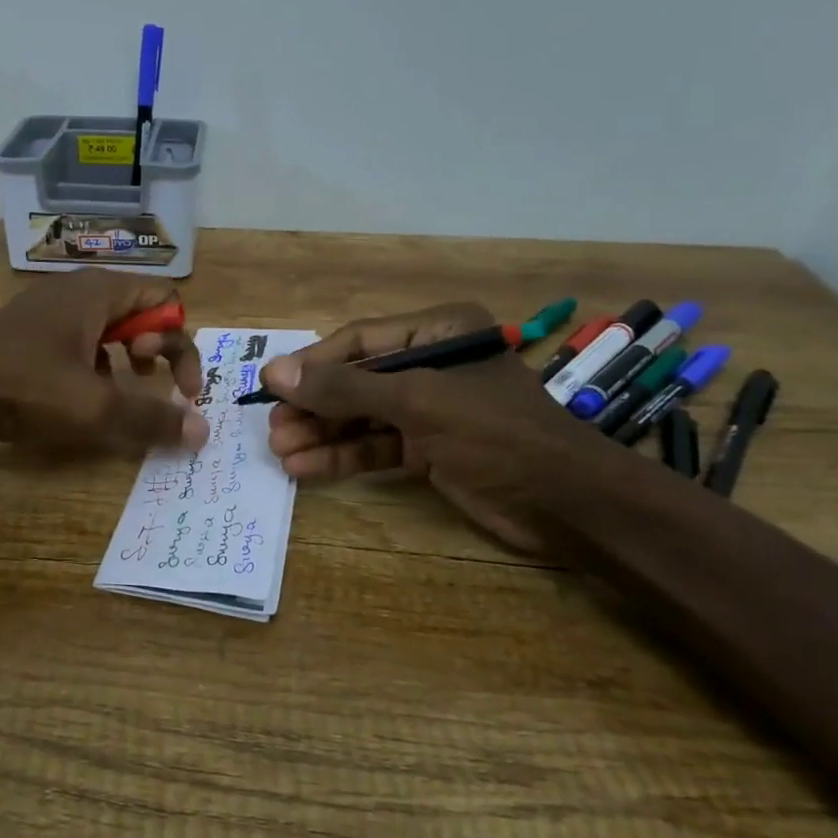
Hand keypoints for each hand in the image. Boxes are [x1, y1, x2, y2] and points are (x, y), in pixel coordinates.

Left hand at [0, 271, 208, 454]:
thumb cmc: (25, 387)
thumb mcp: (95, 408)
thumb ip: (153, 418)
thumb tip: (203, 431)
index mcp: (100, 292)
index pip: (167, 300)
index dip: (181, 345)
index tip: (178, 390)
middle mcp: (79, 289)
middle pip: (141, 310)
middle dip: (157, 350)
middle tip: (146, 381)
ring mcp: (51, 307)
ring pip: (110, 325)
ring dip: (127, 357)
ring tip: (120, 389)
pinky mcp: (31, 329)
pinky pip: (81, 337)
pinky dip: (95, 362)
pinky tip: (81, 393)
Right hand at [261, 303, 614, 552]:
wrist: (568, 504)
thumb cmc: (496, 435)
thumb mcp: (418, 403)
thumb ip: (345, 389)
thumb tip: (275, 373)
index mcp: (437, 333)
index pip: (358, 341)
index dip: (312, 364)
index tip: (269, 385)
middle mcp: (430, 365)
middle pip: (355, 381)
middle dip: (314, 406)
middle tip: (272, 428)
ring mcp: (429, 409)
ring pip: (361, 417)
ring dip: (321, 434)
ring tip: (280, 452)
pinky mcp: (429, 449)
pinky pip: (376, 446)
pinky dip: (343, 457)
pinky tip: (307, 468)